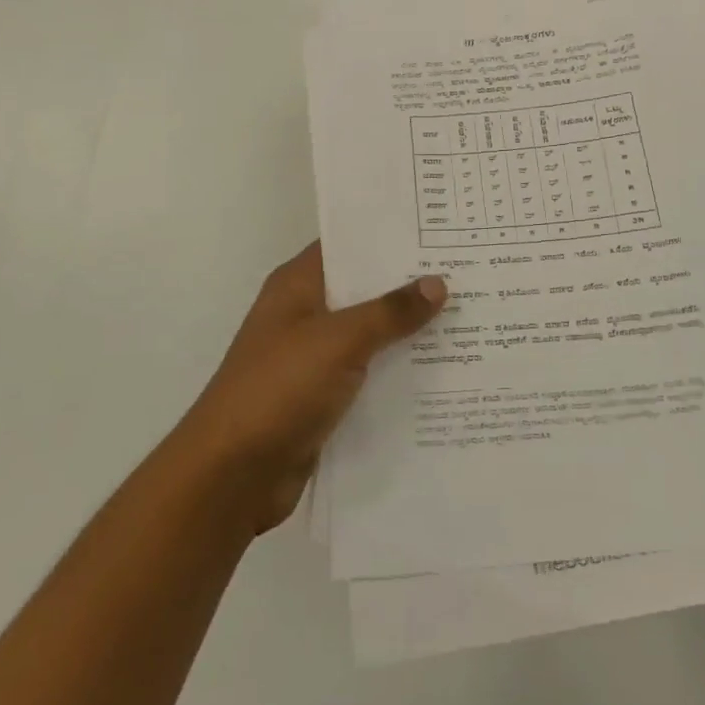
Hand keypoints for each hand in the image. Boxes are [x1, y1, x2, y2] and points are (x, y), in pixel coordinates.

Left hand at [170, 243, 446, 534]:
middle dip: (410, 285)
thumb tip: (437, 283)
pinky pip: (369, 375)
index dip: (389, 236)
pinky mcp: (324, 398)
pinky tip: (444, 371)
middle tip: (469, 271)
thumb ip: (389, 312)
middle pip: (365, 290)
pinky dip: (398, 372)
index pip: (348, 245)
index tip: (440, 230)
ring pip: (371, 335)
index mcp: (298, 285)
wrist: (233, 474)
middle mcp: (306, 314)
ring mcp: (314, 358)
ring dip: (409, 332)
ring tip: (471, 317)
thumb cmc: (279, 388)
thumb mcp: (339, 340)